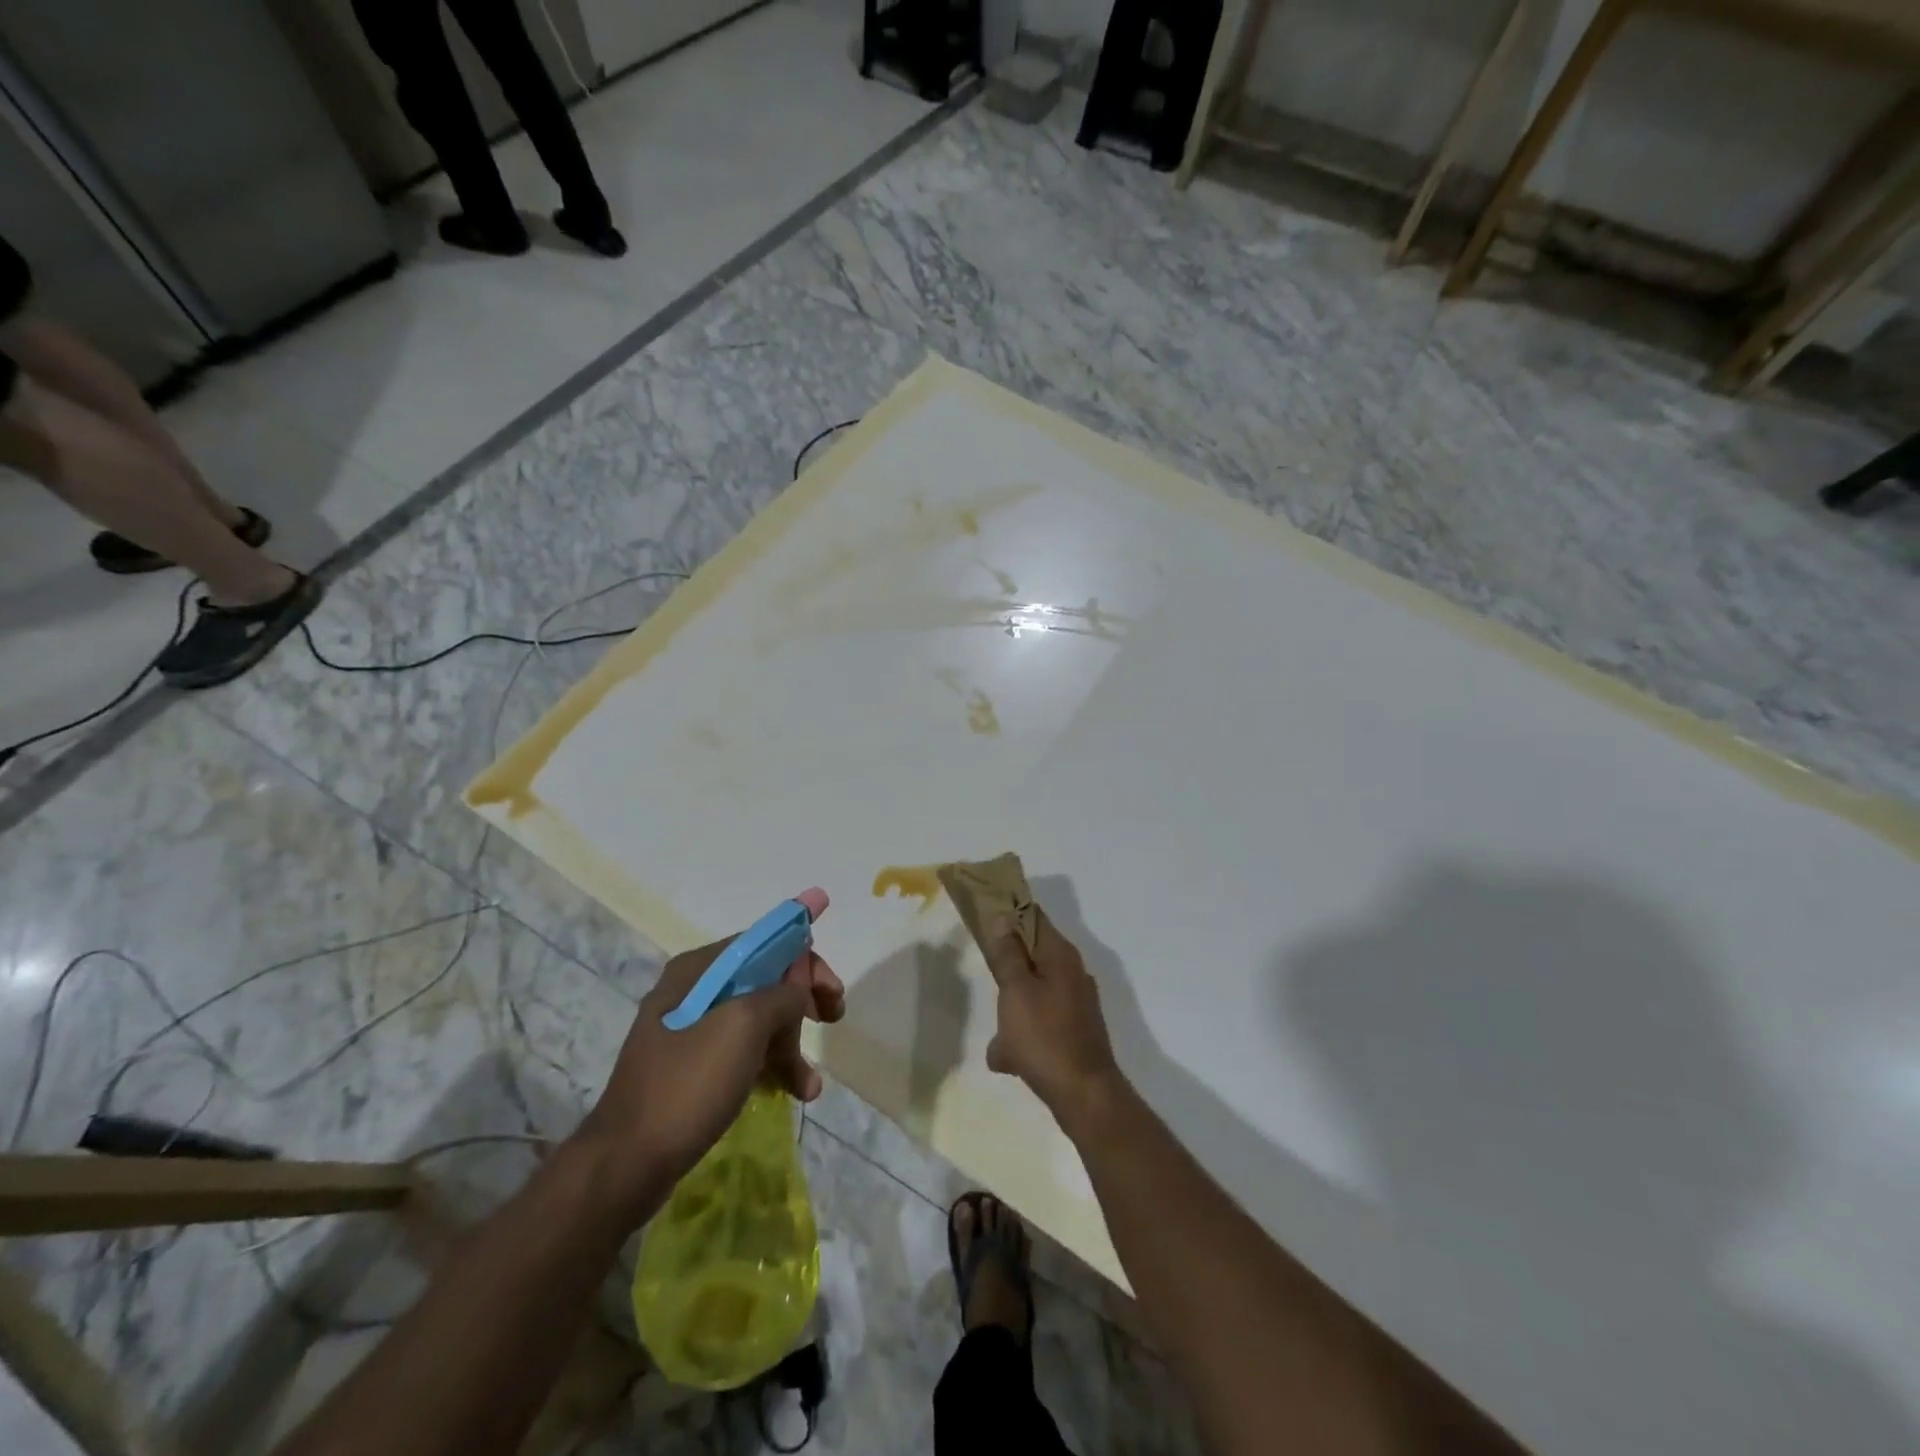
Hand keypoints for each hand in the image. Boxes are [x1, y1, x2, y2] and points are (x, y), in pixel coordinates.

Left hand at [573, 888, 845, 1213]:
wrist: (625, 1165)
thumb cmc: (688, 1084)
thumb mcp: (744, 1026)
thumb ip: (782, 993)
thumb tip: (799, 985)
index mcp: (700, 969)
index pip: (765, 943)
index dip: (805, 960)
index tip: (833, 990)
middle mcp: (694, 990)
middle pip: (765, 980)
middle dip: (802, 1001)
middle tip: (832, 1020)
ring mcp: (690, 1031)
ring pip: (758, 1020)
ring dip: (791, 1044)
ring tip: (810, 1084)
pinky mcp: (691, 1069)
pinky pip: (743, 1053)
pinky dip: (770, 1066)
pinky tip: (793, 1092)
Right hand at [980, 910, 1121, 1128]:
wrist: (1084, 1095)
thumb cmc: (1044, 1037)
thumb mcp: (1016, 991)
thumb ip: (1008, 954)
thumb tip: (1005, 919)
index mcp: (1061, 956)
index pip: (1034, 917)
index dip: (1010, 915)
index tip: (985, 919)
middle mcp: (1073, 973)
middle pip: (1033, 956)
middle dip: (1008, 970)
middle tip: (988, 981)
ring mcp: (1077, 1004)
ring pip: (1034, 993)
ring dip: (1013, 1010)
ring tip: (999, 1037)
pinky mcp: (1075, 1031)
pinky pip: (1041, 1023)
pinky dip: (1025, 1035)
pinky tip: (1009, 1059)